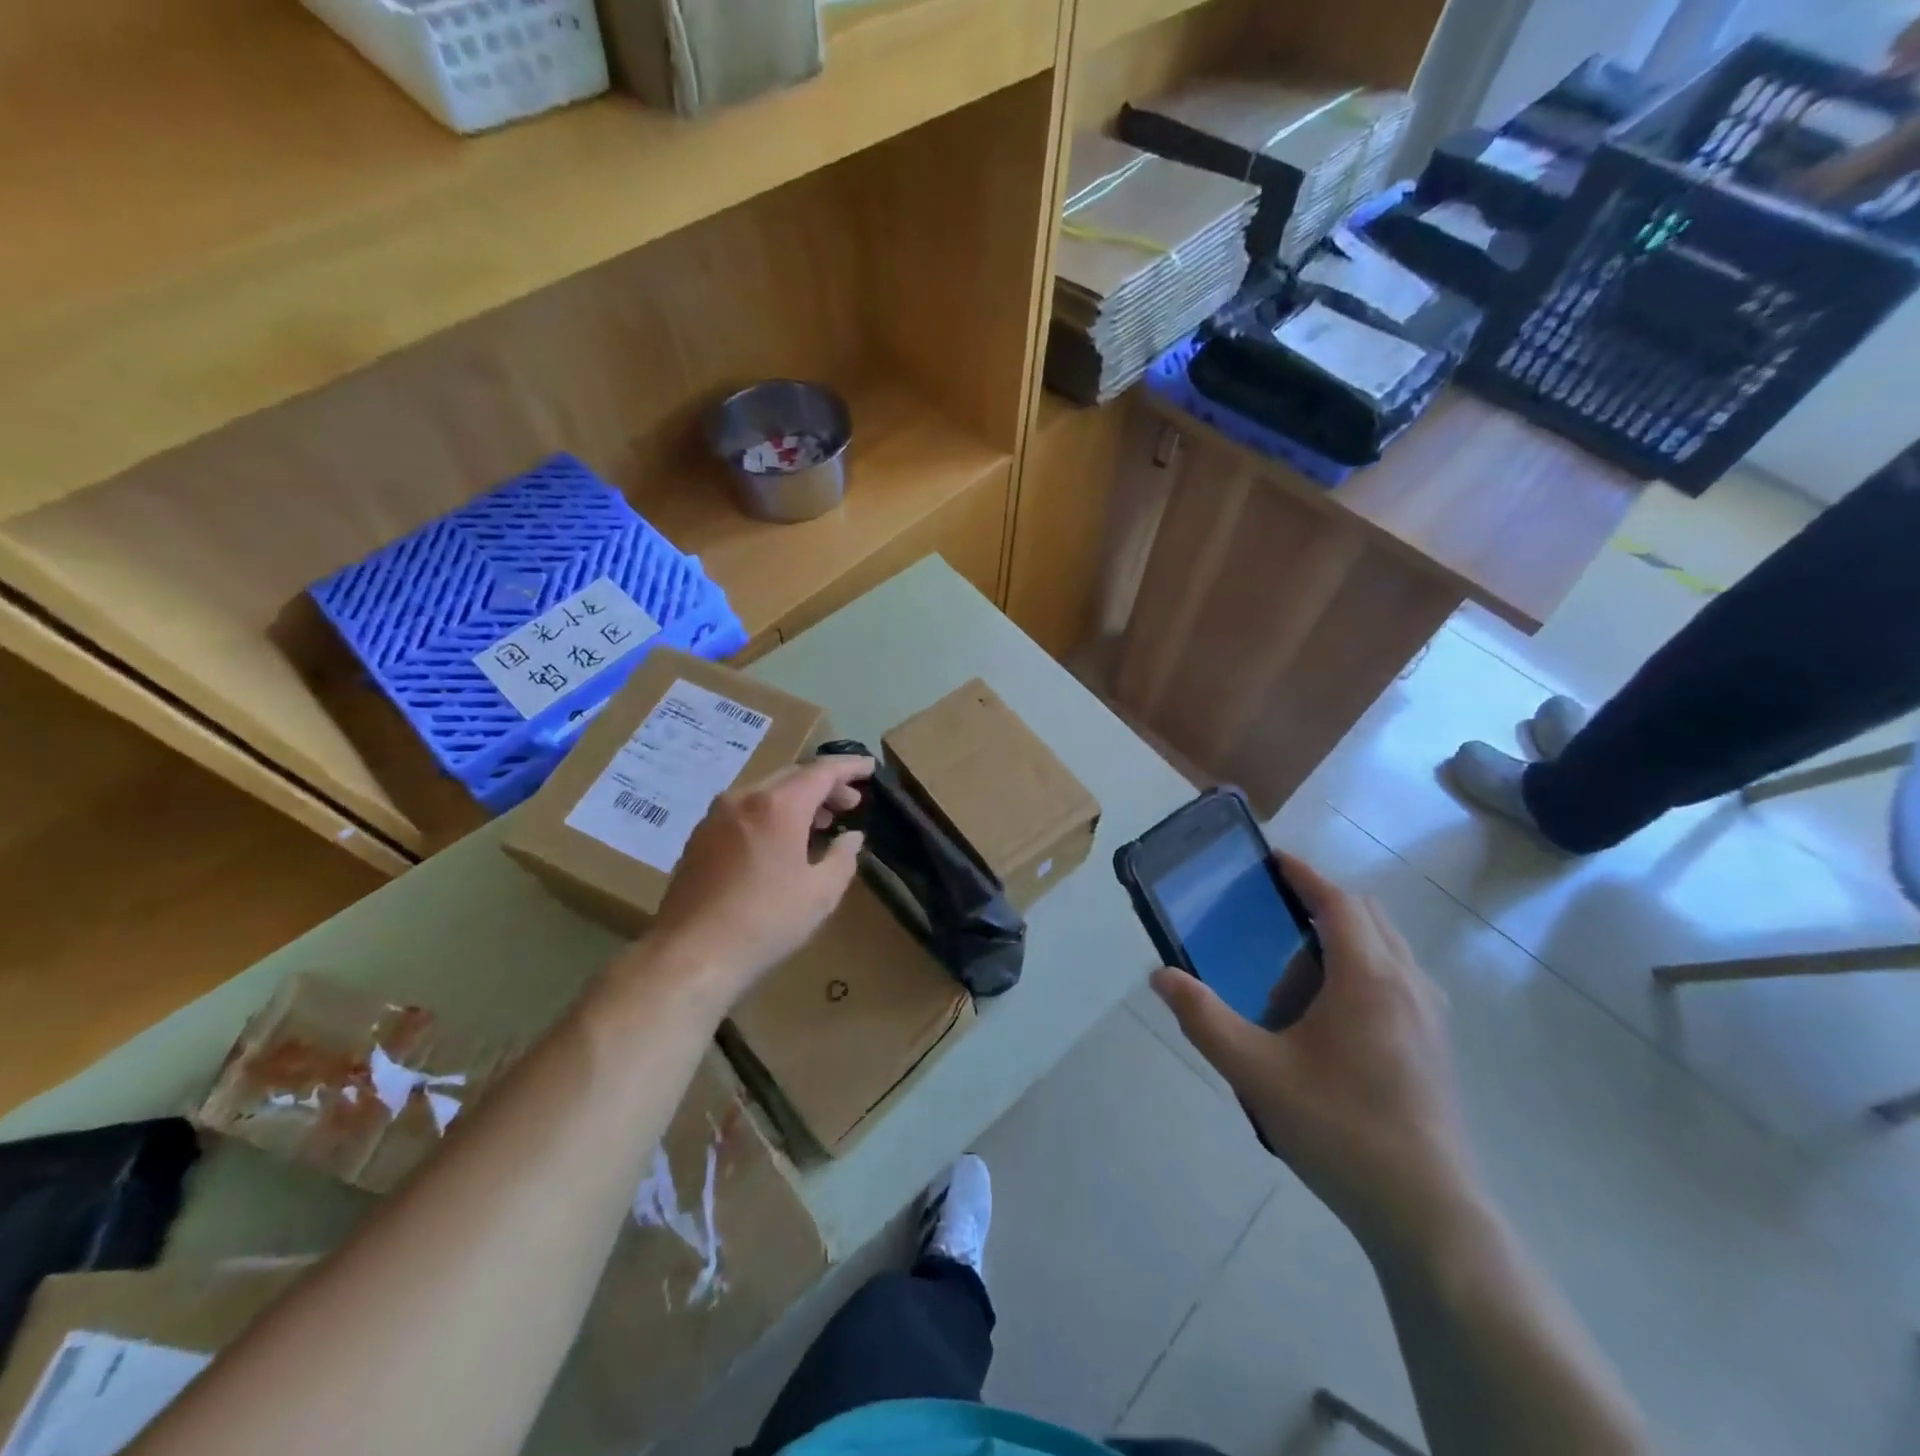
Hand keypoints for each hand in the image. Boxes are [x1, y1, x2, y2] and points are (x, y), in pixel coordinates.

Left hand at [645, 756, 872, 996]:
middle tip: (849, 803)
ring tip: (819, 823)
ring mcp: (716, 816)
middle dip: (824, 785)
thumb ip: (843, 857)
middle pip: (792, 776)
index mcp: (778, 805)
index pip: (822, 771)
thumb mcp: (821, 893)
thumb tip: (852, 837)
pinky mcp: (699, 837)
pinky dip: (770, 814)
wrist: (691, 954)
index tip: (870, 768)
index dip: (849, 767)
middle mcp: (744, 798)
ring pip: (765, 792)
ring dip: (796, 799)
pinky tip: (779, 841)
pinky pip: (744, 810)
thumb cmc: (766, 921)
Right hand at [1151, 854, 1478, 1261]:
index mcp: (1368, 977)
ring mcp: (1431, 1016)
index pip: (1338, 902)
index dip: (1304, 876)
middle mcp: (1408, 983)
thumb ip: (1203, 1019)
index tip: (1272, 861)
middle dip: (1321, 906)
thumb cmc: (1339, 1128)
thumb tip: (1160, 976)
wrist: (1428, 1214)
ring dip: (1344, 941)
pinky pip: (1399, 980)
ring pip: (1387, 949)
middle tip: (1273, 920)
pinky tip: (1331, 1020)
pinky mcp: (1437, 1046)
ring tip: (1296, 977)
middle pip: (1367, 917)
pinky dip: (1364, 971)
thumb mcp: (1255, 1072)